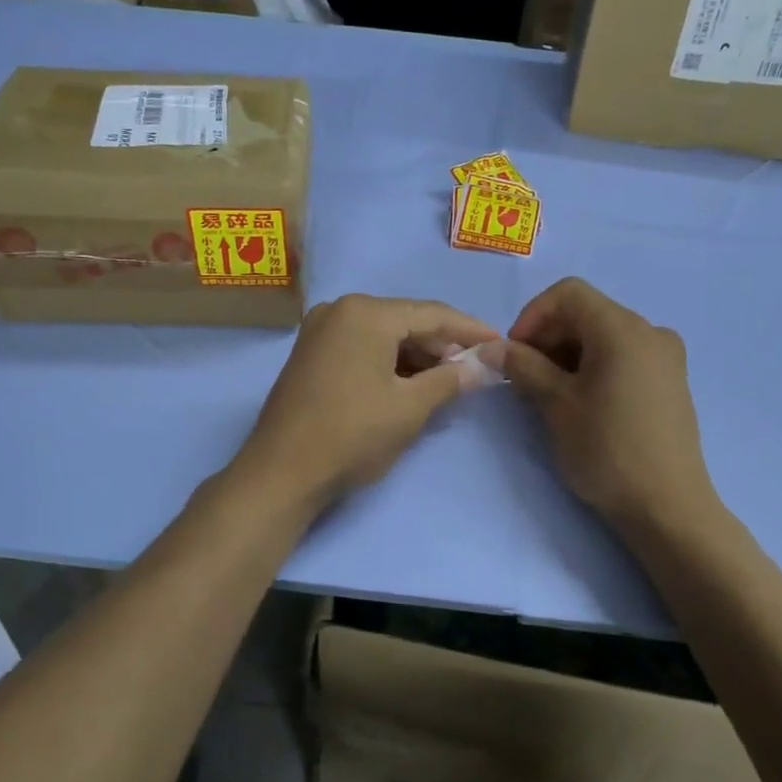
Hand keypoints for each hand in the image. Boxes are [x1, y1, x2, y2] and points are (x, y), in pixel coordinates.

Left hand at [237, 295, 499, 506]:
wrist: (281, 473)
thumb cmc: (352, 435)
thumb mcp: (410, 408)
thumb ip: (450, 380)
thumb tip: (482, 366)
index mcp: (366, 312)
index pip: (432, 314)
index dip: (470, 330)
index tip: (500, 343)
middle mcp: (340, 309)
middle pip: (405, 320)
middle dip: (441, 345)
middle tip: (473, 369)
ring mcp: (320, 330)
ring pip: (382, 334)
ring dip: (415, 355)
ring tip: (445, 380)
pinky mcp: (310, 352)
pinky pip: (361, 346)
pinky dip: (388, 361)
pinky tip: (408, 383)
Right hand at [501, 278, 716, 532]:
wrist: (668, 508)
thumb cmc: (607, 450)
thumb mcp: (556, 405)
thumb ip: (523, 366)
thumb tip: (493, 347)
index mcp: (624, 329)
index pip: (568, 294)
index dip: (532, 316)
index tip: (513, 353)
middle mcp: (650, 332)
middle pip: (587, 313)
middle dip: (548, 336)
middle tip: (523, 377)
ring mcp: (666, 358)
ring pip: (604, 336)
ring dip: (568, 353)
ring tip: (547, 393)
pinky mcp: (670, 382)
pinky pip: (624, 356)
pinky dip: (594, 366)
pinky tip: (580, 401)